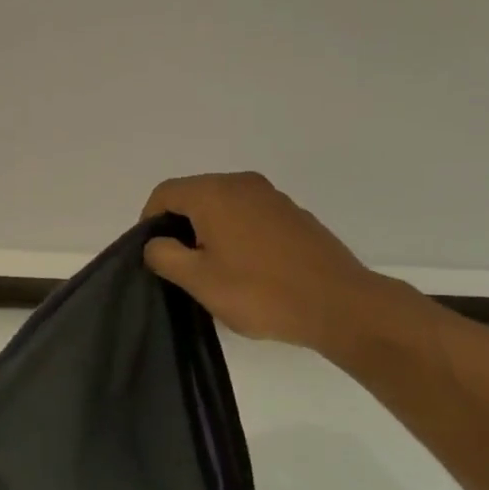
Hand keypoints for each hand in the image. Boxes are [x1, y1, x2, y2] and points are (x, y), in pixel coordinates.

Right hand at [140, 172, 383, 353]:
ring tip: (214, 272)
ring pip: (224, 206)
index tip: (154, 256)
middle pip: (194, 195)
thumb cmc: (260, 292)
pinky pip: (250, 216)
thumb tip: (155, 242)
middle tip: (181, 268)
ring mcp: (273, 197)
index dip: (149, 221)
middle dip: (180, 227)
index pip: (165, 193)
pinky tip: (248, 270)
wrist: (339, 305)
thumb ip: (164, 255)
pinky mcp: (294, 215)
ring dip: (209, 232)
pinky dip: (237, 235)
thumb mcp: (199, 280)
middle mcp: (243, 183)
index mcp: (215, 193)